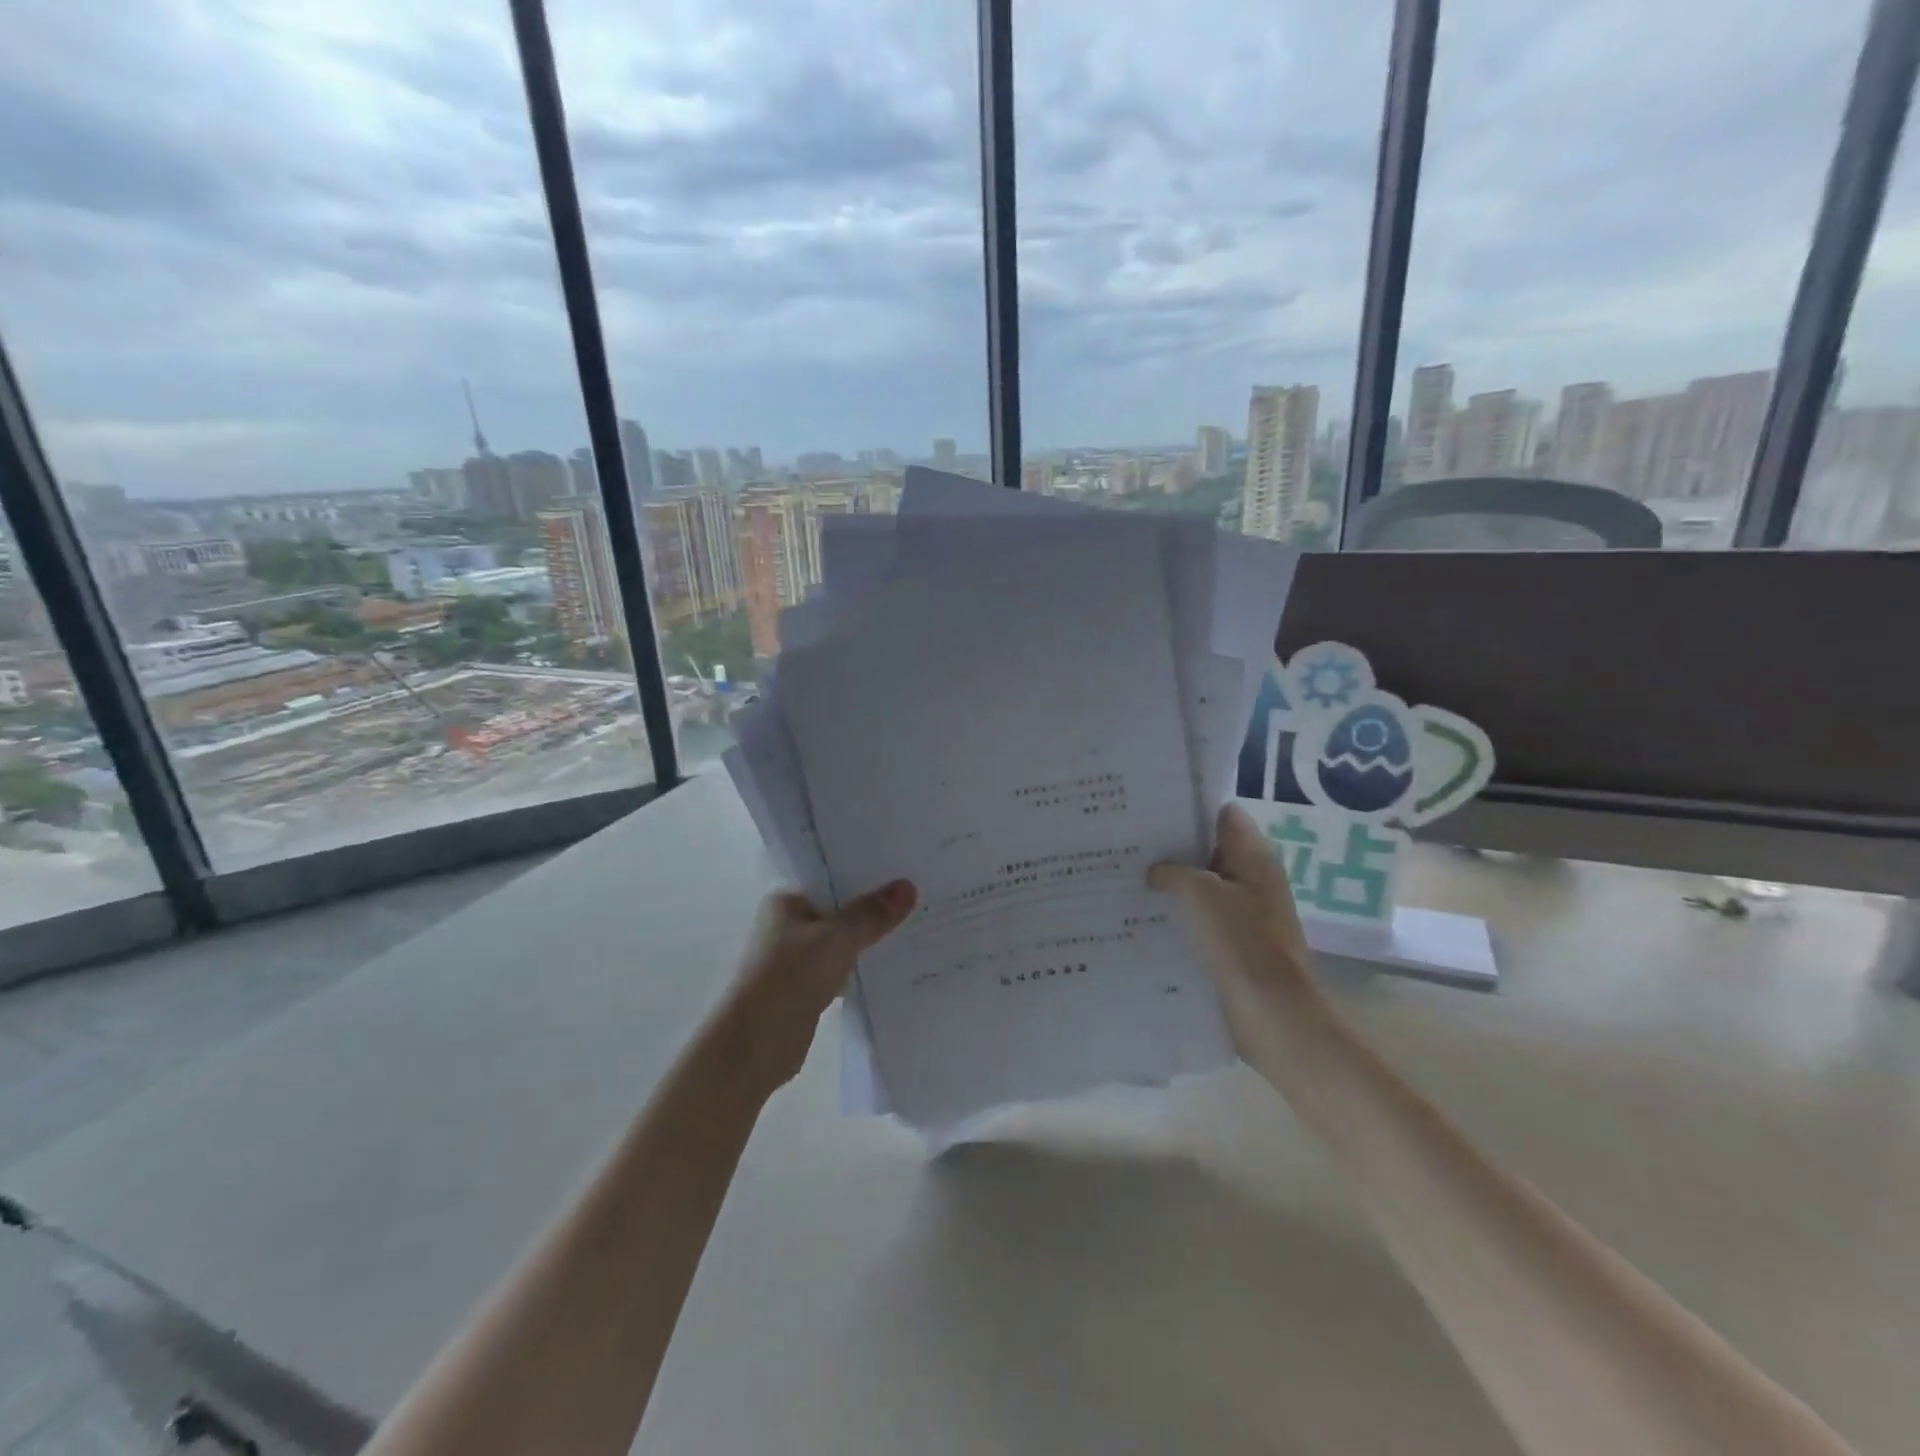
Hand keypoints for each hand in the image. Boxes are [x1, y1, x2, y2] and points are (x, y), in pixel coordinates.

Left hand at [720, 881, 916, 1092]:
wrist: (756, 1043)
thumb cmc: (791, 976)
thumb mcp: (838, 938)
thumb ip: (872, 914)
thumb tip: (907, 886)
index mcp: (786, 902)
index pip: (831, 879)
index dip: (865, 877)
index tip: (902, 874)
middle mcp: (787, 926)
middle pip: (838, 911)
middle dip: (871, 911)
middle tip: (916, 901)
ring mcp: (794, 960)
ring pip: (840, 942)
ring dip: (866, 942)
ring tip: (911, 930)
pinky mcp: (804, 989)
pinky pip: (839, 970)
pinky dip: (858, 969)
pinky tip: (889, 967)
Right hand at [1148, 804, 1316, 1054]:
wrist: (1273, 1014)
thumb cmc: (1241, 942)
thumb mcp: (1200, 894)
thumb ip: (1173, 871)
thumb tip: (1156, 871)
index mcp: (1254, 857)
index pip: (1223, 813)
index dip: (1189, 808)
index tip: (1151, 811)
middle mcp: (1253, 878)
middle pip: (1209, 848)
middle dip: (1172, 847)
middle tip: (1129, 842)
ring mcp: (1245, 912)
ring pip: (1203, 885)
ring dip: (1172, 883)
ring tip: (1128, 876)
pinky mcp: (1234, 942)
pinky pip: (1202, 917)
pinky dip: (1178, 913)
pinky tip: (1144, 915)